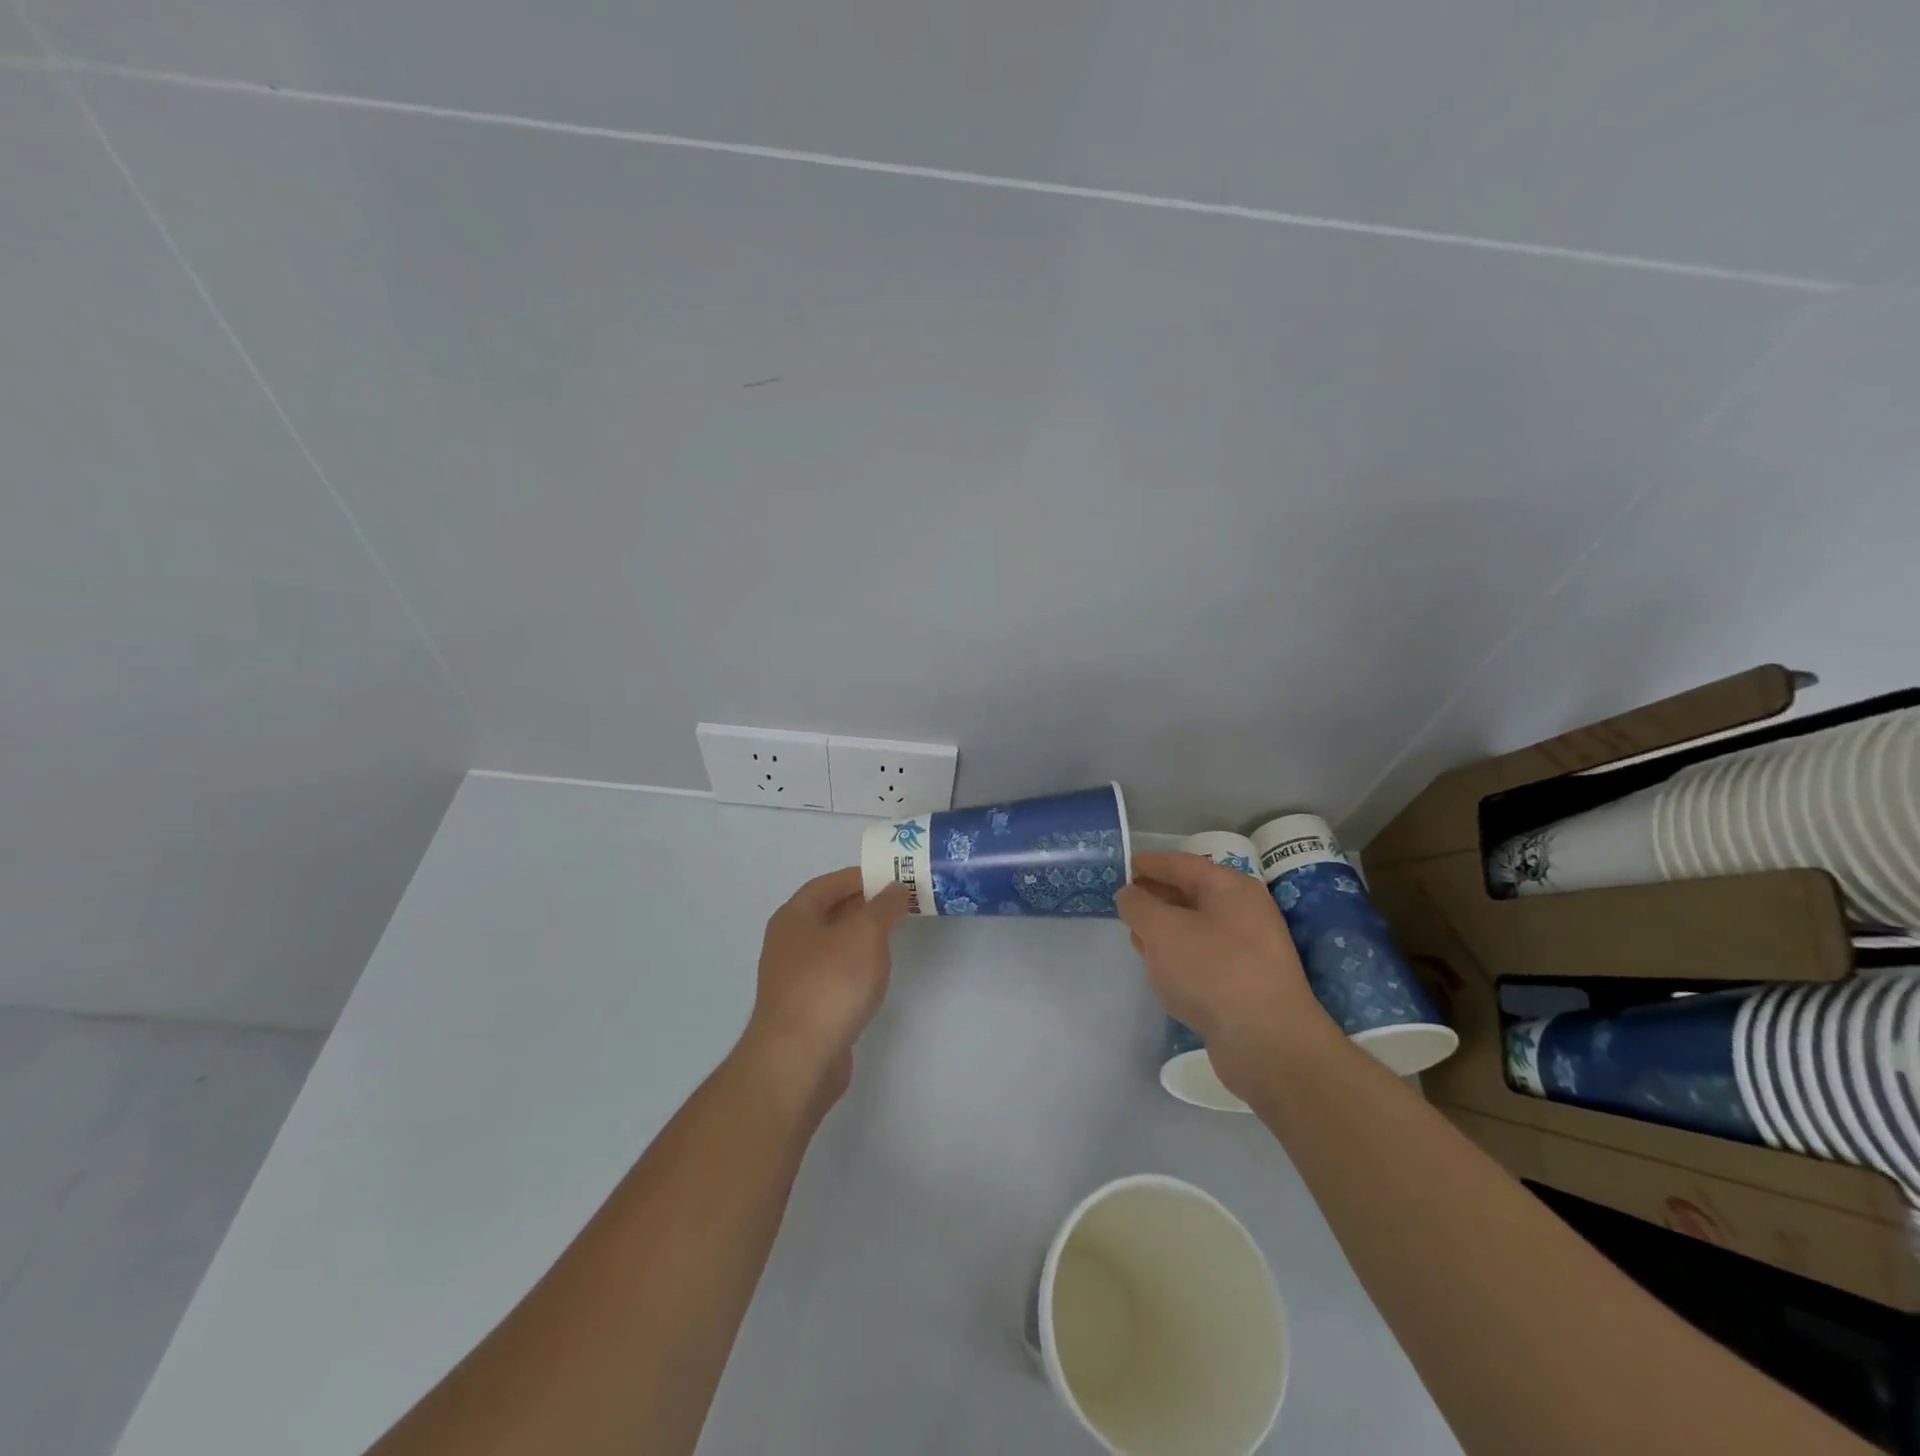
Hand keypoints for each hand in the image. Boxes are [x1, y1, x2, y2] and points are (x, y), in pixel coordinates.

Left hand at [740, 867, 909, 1104]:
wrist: (798, 1059)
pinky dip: (856, 968)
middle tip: (900, 903)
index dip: (859, 877)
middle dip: (864, 906)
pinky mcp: (806, 1009)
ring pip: (833, 946)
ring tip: (894, 935)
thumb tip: (896, 888)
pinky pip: (835, 975)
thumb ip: (884, 906)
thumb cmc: (830, 984)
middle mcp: (788, 943)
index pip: (828, 884)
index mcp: (794, 917)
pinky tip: (875, 976)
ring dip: (861, 938)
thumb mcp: (865, 934)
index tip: (892, 876)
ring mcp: (795, 979)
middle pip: (829, 913)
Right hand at [1116, 851, 1332, 1094]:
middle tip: (1123, 901)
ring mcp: (1248, 951)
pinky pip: (1203, 958)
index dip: (1150, 863)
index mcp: (1231, 888)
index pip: (1183, 864)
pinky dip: (1178, 956)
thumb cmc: (1212, 971)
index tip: (1122, 865)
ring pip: (1196, 928)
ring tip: (1134, 933)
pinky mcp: (1244, 985)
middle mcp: (1245, 913)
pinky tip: (1159, 968)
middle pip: (1191, 894)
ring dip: (1165, 928)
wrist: (1267, 1043)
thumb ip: (1139, 905)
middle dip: (1156, 896)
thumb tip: (1130, 895)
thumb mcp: (1162, 929)